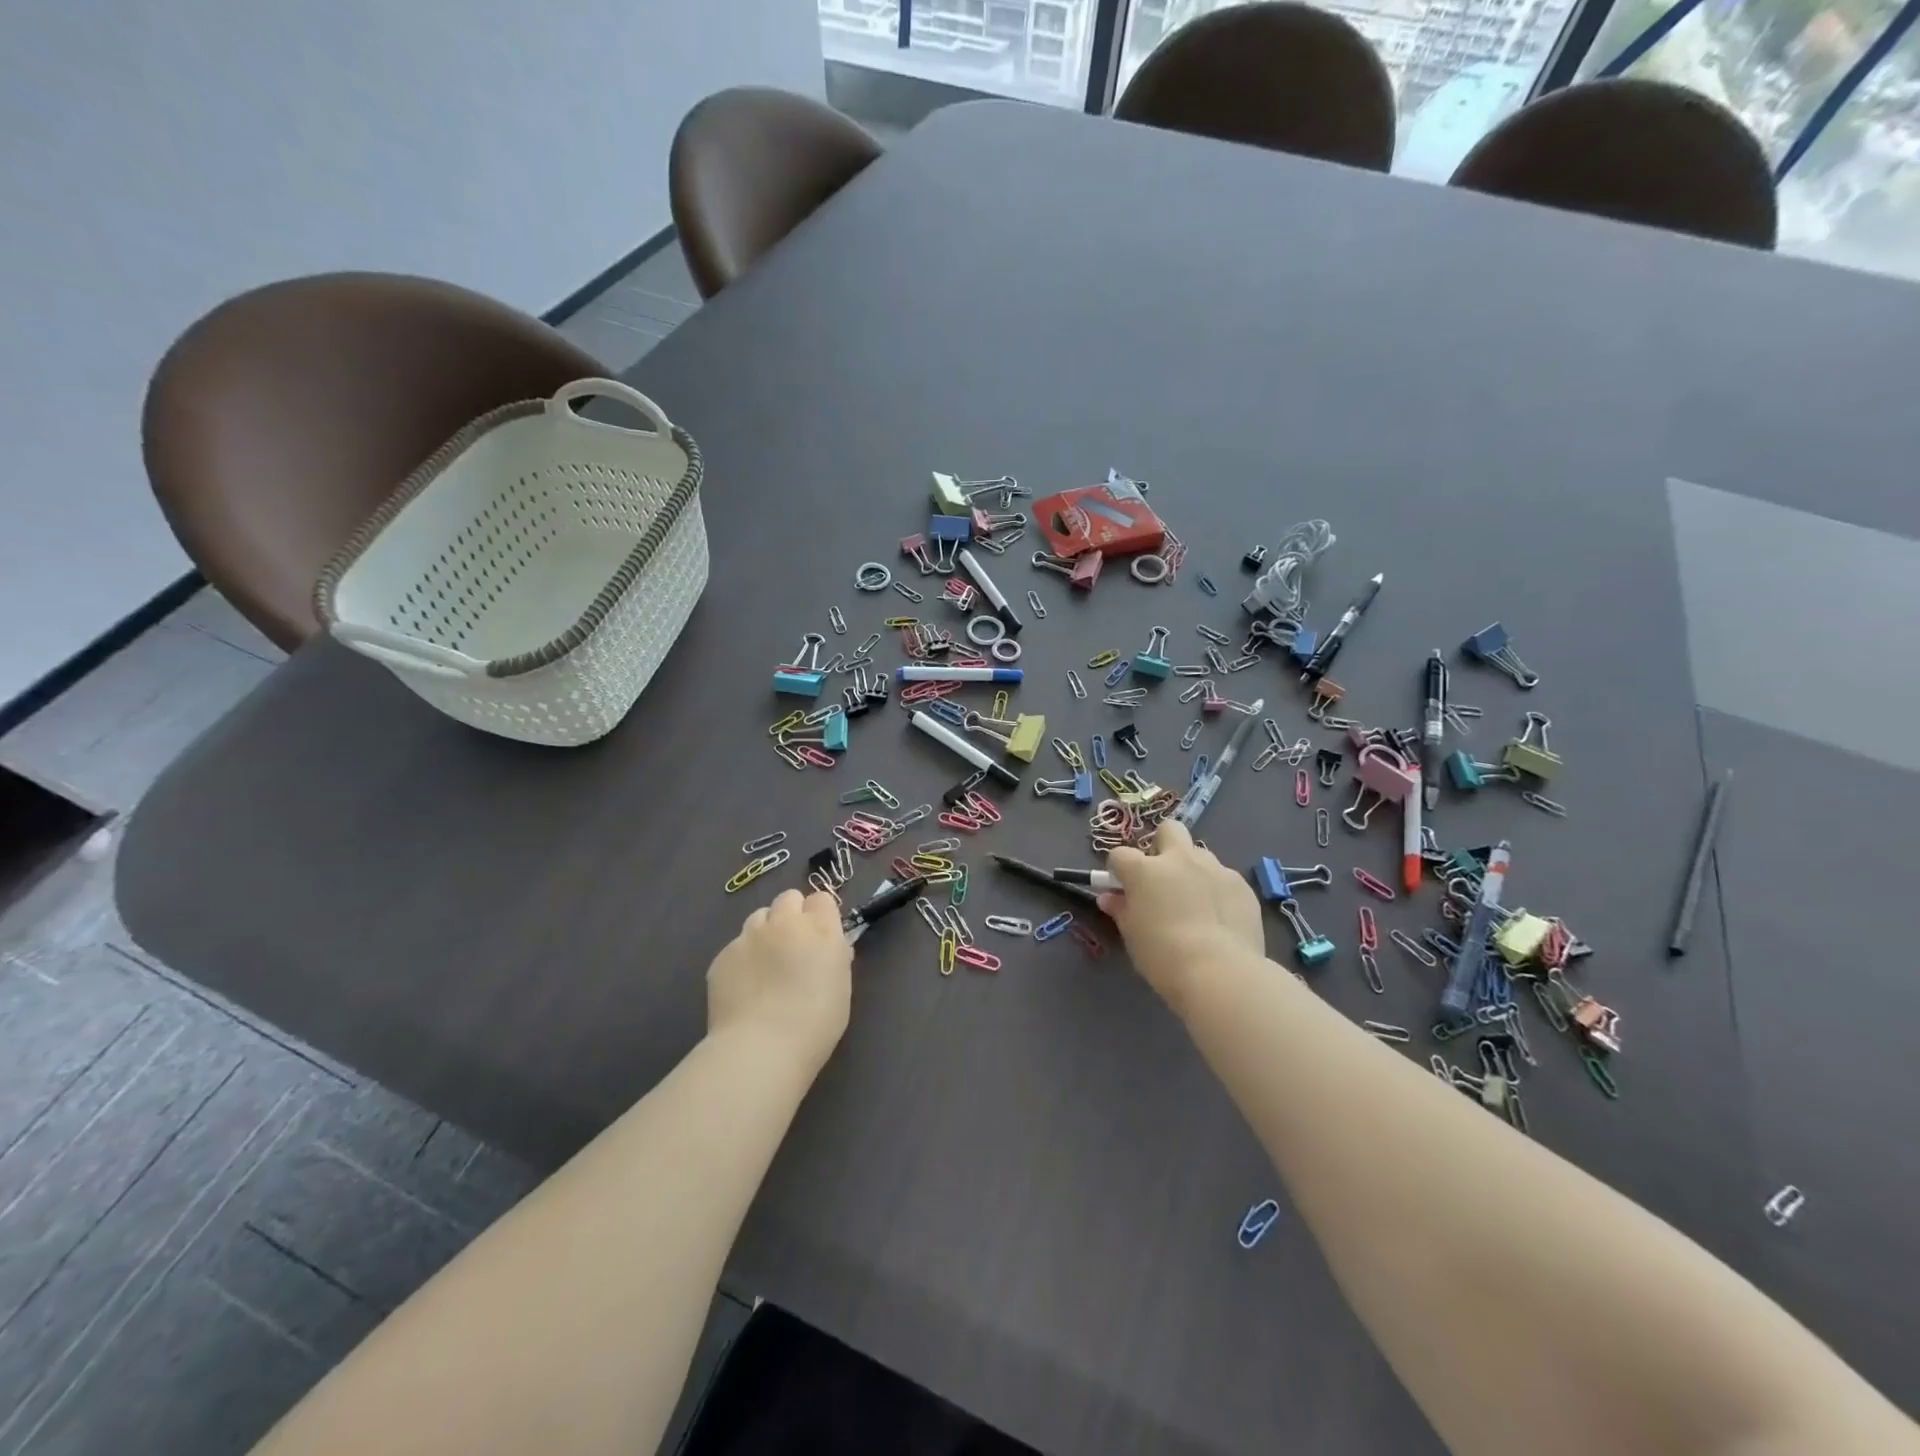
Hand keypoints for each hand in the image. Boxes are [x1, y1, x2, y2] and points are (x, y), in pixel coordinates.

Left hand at [706, 889, 851, 1077]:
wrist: (761, 1048)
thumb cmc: (815, 1023)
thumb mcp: (841, 987)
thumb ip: (835, 956)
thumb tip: (829, 947)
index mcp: (820, 928)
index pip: (821, 898)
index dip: (821, 915)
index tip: (821, 936)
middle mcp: (785, 923)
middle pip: (788, 898)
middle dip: (792, 915)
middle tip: (793, 947)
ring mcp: (749, 936)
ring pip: (759, 918)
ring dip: (766, 932)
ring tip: (766, 965)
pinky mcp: (723, 956)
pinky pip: (736, 946)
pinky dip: (743, 959)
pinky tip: (745, 987)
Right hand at [1098, 821, 1263, 1016]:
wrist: (1219, 973)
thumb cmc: (1163, 956)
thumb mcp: (1132, 935)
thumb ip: (1121, 909)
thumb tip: (1110, 898)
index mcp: (1145, 870)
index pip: (1120, 855)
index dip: (1118, 869)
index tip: (1121, 887)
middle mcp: (1179, 859)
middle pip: (1169, 830)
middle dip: (1163, 845)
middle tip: (1162, 876)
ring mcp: (1214, 869)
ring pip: (1200, 854)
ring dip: (1192, 870)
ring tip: (1196, 903)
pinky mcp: (1241, 885)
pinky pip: (1224, 878)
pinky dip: (1217, 891)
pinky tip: (1220, 918)